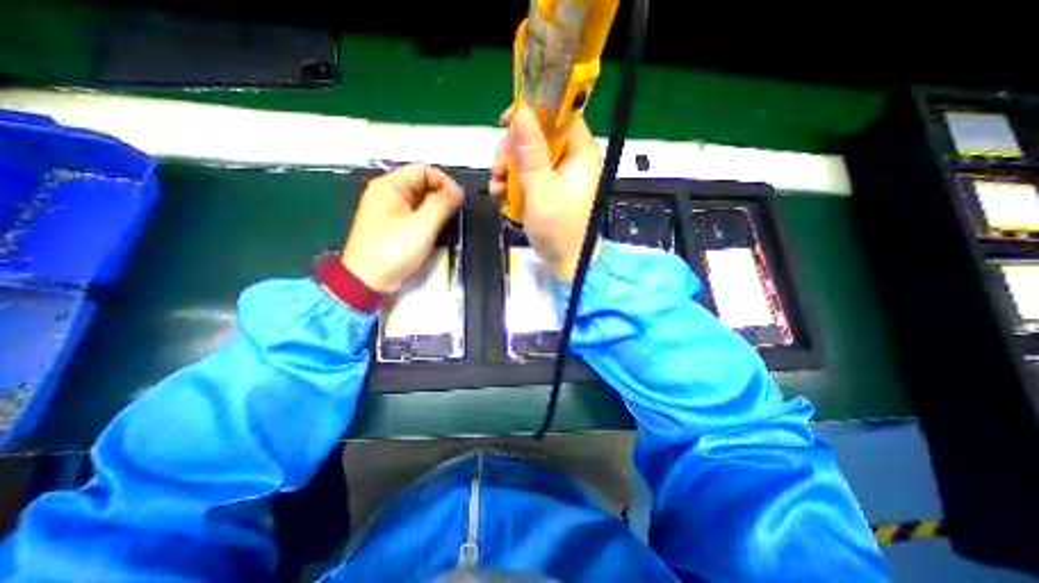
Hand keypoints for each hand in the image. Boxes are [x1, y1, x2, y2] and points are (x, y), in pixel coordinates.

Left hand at [343, 163, 460, 292]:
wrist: (369, 280)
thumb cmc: (394, 249)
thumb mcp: (422, 225)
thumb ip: (442, 204)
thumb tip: (458, 190)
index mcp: (390, 185)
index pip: (423, 170)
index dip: (444, 181)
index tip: (459, 199)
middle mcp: (388, 192)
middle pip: (422, 183)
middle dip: (441, 195)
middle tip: (455, 213)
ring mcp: (390, 209)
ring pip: (420, 199)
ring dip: (436, 207)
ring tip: (448, 222)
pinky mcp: (393, 224)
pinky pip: (415, 213)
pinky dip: (429, 217)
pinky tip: (437, 229)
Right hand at [492, 108, 605, 283]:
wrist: (565, 263)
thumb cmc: (558, 232)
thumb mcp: (542, 193)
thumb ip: (531, 155)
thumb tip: (521, 112)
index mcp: (580, 153)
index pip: (560, 114)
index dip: (533, 112)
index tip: (506, 122)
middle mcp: (571, 158)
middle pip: (539, 134)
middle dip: (514, 150)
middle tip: (499, 170)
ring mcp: (559, 173)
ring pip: (528, 154)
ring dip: (508, 168)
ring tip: (498, 189)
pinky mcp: (549, 186)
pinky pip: (527, 172)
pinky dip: (512, 181)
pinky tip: (502, 195)